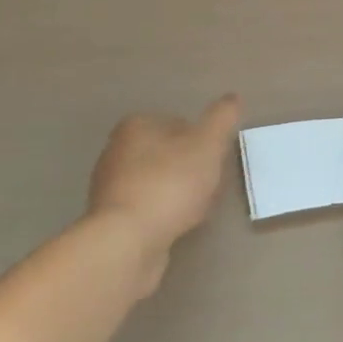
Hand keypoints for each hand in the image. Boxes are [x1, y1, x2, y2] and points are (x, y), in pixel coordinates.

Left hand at [87, 95, 240, 293]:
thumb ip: (222, 119)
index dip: (202, 142)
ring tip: (195, 211)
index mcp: (136, 125)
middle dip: (189, 169)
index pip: (178, 123)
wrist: (125, 244)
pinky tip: (176, 228)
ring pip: (157, 183)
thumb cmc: (168, 184)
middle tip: (209, 187)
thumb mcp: (207, 144)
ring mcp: (110, 188)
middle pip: (166, 154)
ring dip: (177, 194)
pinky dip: (162, 216)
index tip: (215, 161)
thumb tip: (233, 98)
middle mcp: (117, 151)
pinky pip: (146, 210)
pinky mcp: (110, 220)